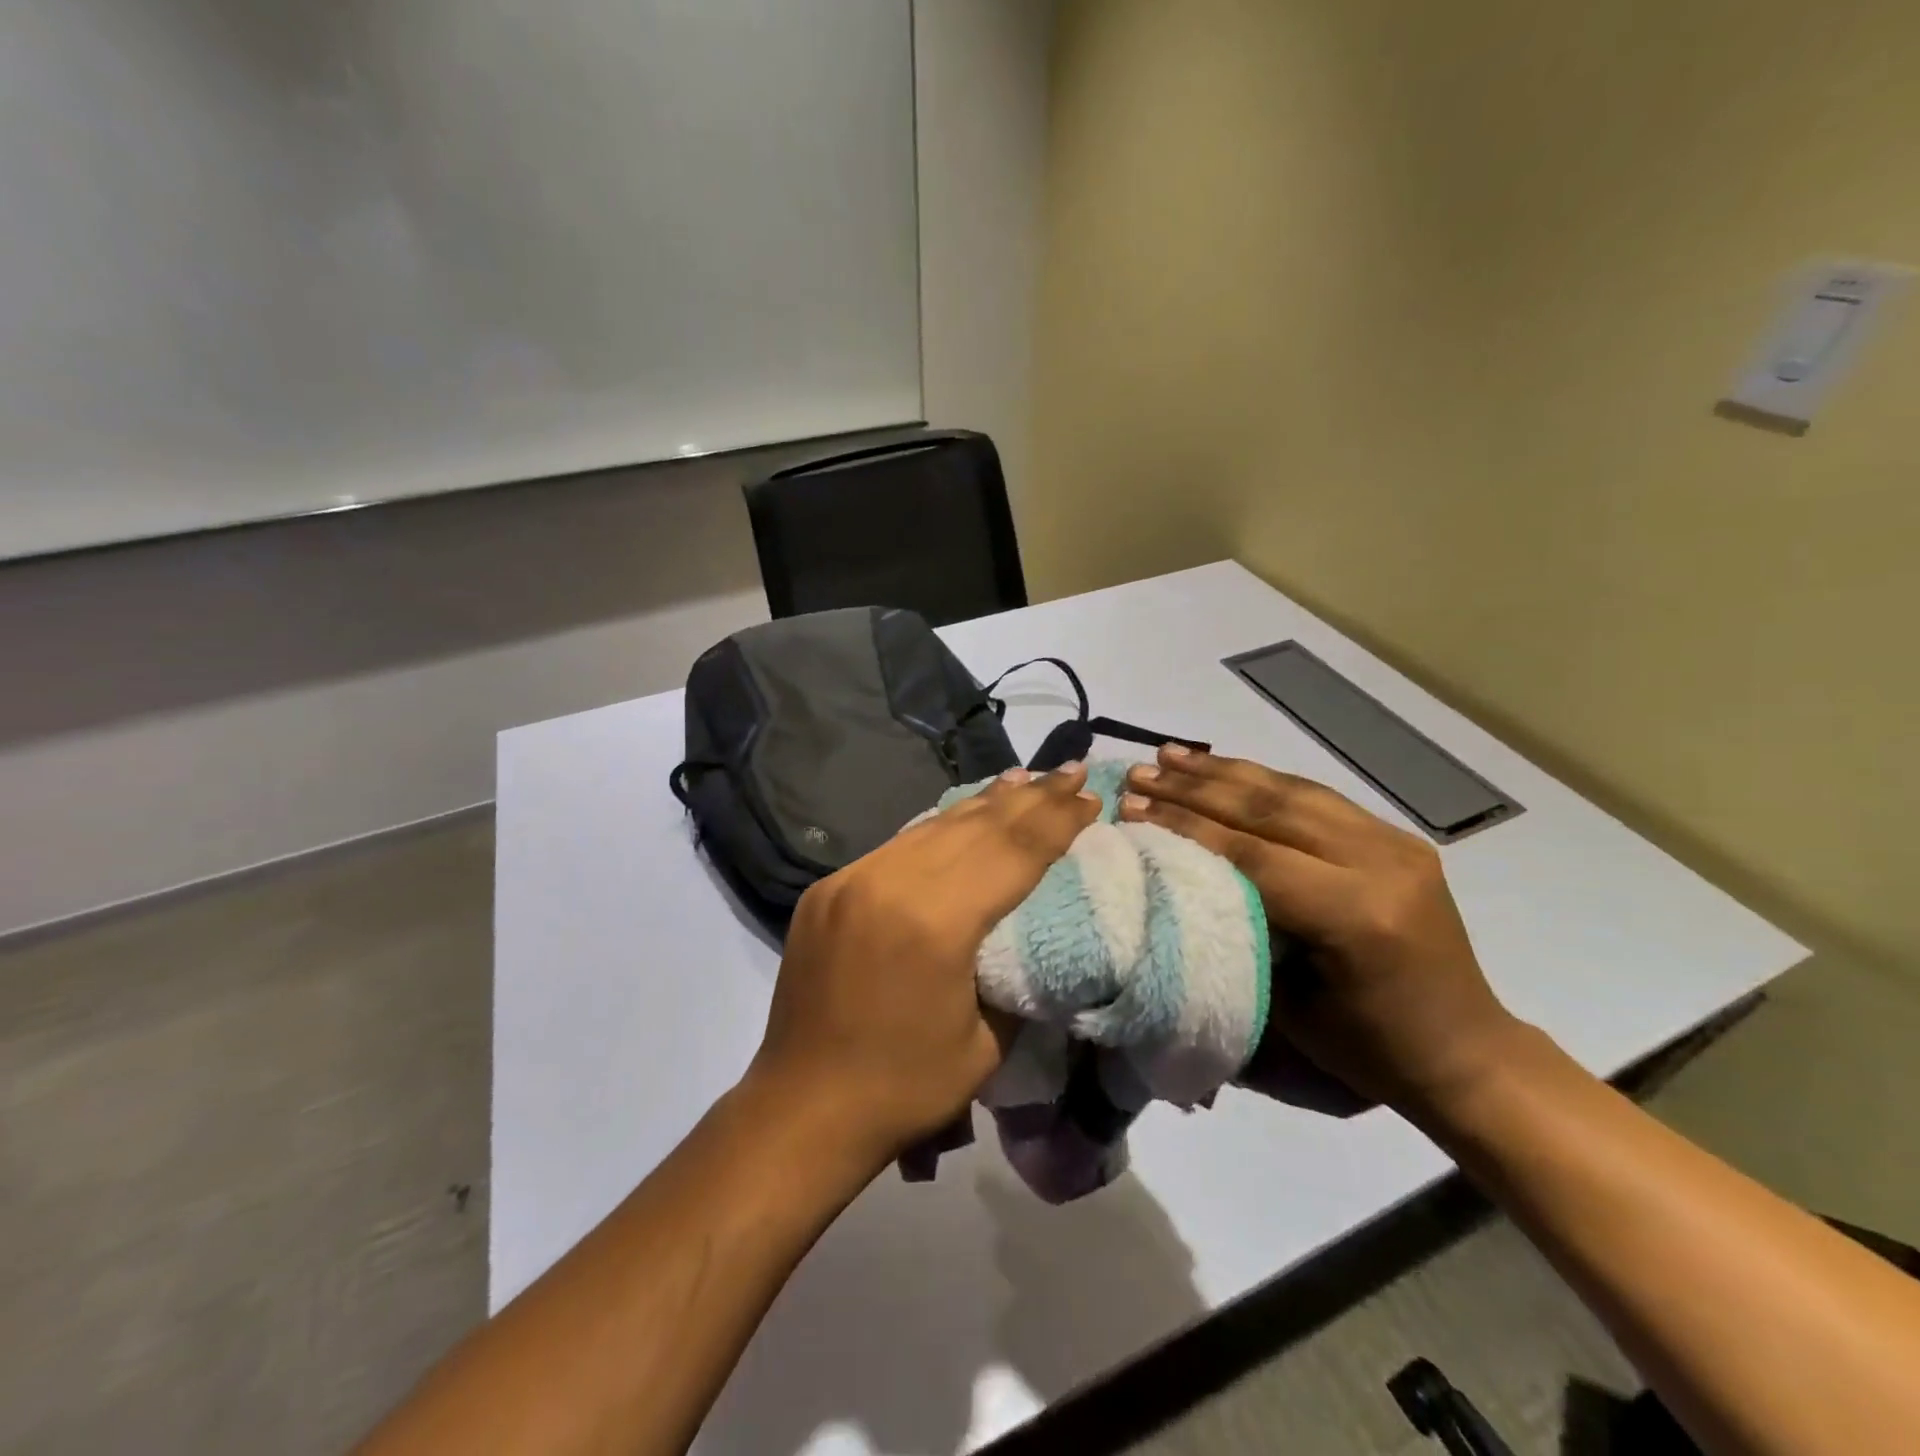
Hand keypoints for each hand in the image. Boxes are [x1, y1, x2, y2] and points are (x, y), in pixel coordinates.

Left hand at [747, 763, 1101, 1173]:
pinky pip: (898, 844)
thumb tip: (1037, 927)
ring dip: (985, 802)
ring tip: (1026, 778)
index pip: (1012, 852)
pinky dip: (939, 826)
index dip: (1057, 821)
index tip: (1090, 796)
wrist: (802, 1108)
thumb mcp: (988, 1043)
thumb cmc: (904, 1087)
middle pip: (976, 826)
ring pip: (934, 825)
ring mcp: (852, 878)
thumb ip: (1018, 972)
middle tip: (1070, 770)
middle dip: (1031, 798)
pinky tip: (961, 815)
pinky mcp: (829, 886)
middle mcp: (890, 882)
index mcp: (935, 922)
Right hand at [1118, 747, 1520, 1111]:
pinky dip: (1262, 778)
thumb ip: (1239, 927)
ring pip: (1291, 791)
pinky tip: (1224, 768)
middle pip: (1269, 809)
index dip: (1186, 827)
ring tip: (1169, 756)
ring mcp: (1394, 842)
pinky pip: (1315, 796)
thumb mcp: (1288, 1004)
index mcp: (1356, 915)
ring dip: (1223, 772)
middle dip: (1194, 789)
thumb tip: (1178, 876)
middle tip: (1138, 773)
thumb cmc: (1368, 1048)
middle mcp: (1380, 862)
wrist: (1467, 1051)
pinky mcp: (1395, 836)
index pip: (1253, 853)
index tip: (1131, 808)